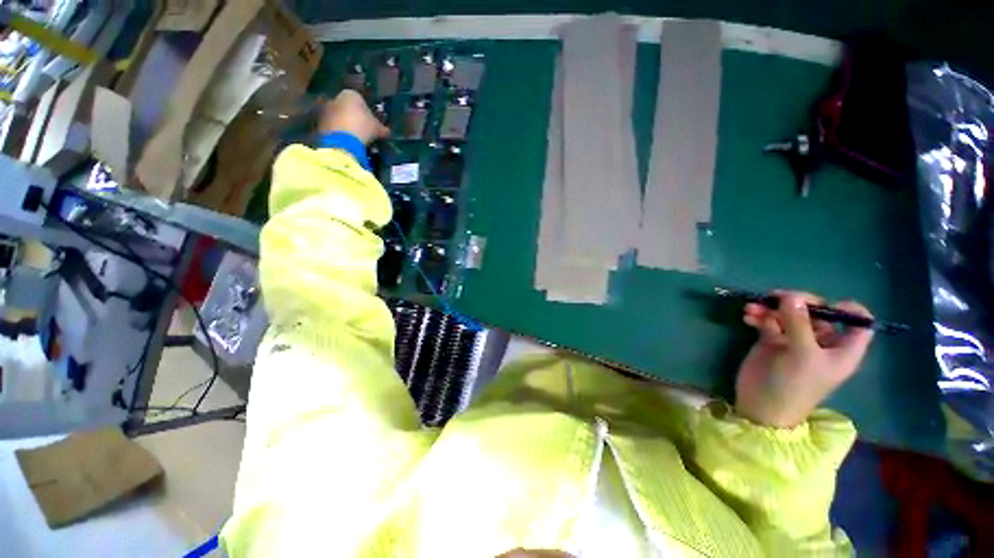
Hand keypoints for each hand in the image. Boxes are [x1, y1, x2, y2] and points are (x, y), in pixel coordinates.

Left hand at [318, 89, 388, 144]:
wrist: (342, 140)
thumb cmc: (363, 127)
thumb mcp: (377, 128)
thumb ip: (381, 128)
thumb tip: (387, 131)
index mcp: (351, 94)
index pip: (361, 101)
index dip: (367, 113)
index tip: (371, 124)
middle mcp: (336, 97)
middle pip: (347, 108)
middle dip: (354, 118)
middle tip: (363, 131)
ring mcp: (326, 110)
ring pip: (339, 117)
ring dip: (345, 125)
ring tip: (354, 139)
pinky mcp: (319, 122)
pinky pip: (333, 127)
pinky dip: (339, 133)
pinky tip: (346, 142)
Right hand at [735, 291, 873, 427]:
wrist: (761, 405)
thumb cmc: (793, 385)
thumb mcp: (802, 354)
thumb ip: (798, 323)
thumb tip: (792, 295)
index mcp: (841, 348)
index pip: (858, 323)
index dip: (848, 310)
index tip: (827, 304)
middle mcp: (820, 341)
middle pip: (817, 311)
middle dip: (796, 302)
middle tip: (775, 298)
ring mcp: (794, 340)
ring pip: (788, 314)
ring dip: (770, 307)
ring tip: (752, 308)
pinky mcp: (772, 340)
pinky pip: (768, 320)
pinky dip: (758, 315)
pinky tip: (747, 316)